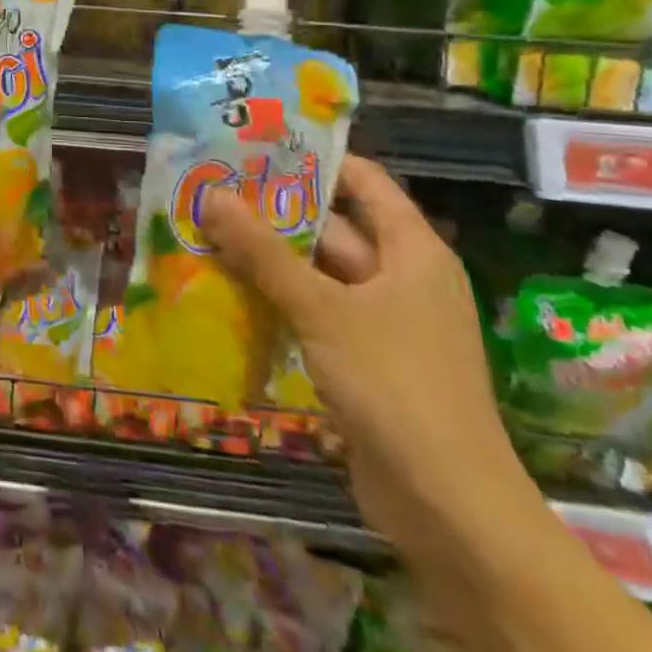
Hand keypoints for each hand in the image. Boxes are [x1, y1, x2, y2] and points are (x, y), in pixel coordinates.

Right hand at [200, 156, 532, 548]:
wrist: (447, 505)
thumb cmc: (394, 385)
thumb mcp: (321, 308)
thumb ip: (262, 252)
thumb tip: (212, 194)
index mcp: (412, 251)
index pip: (364, 182)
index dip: (315, 159)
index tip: (256, 146)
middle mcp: (401, 278)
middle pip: (333, 227)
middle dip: (274, 211)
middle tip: (211, 188)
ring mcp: (383, 322)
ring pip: (317, 273)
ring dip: (267, 259)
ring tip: (204, 232)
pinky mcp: (363, 360)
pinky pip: (314, 313)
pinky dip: (276, 300)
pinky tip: (226, 291)